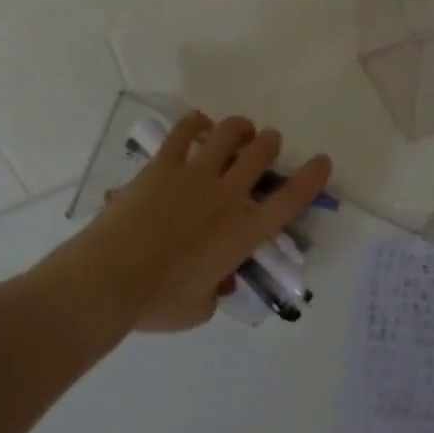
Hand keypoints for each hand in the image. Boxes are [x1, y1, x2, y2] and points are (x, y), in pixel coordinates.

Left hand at [43, 112, 333, 332]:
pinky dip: (195, 122)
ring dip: (240, 127)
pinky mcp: (163, 165)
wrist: (110, 277)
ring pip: (228, 135)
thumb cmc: (157, 302)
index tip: (323, 160)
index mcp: (241, 234)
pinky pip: (184, 132)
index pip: (288, 201)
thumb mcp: (200, 309)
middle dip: (270, 143)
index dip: (311, 178)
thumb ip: (216, 291)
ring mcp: (194, 175)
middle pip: (260, 155)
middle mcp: (226, 197)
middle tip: (268, 142)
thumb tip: (218, 281)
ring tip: (241, 128)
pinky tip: (198, 123)